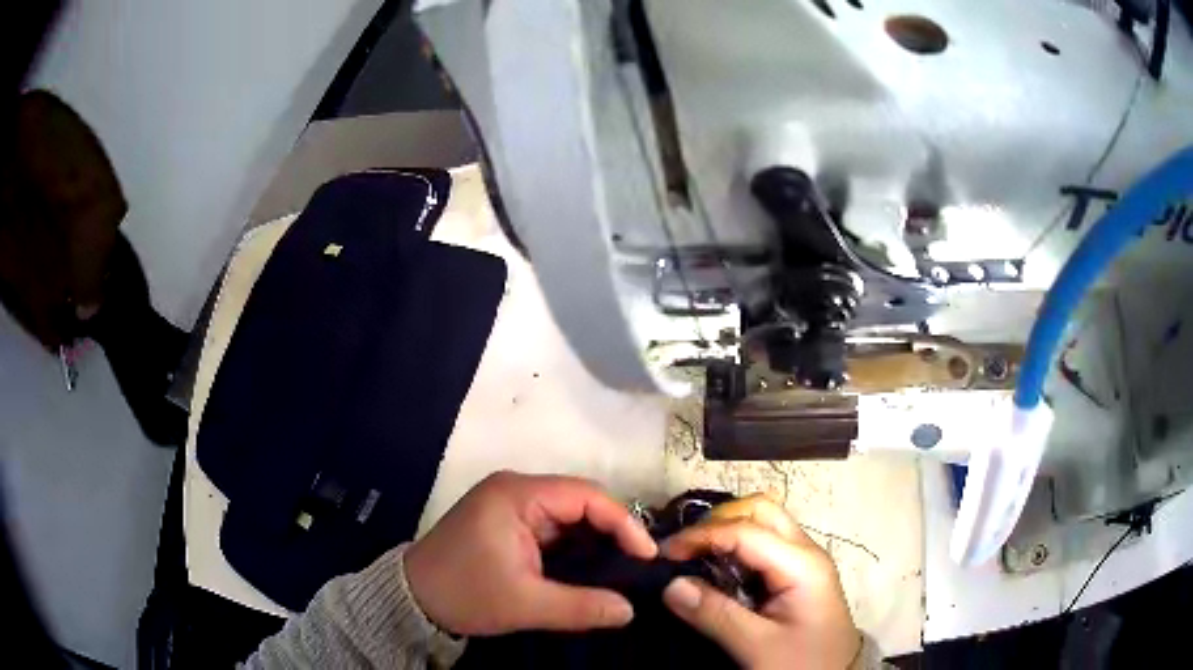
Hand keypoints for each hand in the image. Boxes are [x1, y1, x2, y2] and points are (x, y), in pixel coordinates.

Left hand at [404, 471, 656, 635]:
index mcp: (516, 495)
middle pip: (580, 502)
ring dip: (594, 541)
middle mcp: (515, 489)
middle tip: (637, 566)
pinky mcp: (507, 522)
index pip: (586, 495)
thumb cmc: (464, 594)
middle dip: (612, 533)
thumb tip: (630, 610)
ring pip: (568, 516)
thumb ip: (581, 606)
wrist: (413, 599)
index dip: (623, 523)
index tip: (647, 556)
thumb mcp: (524, 604)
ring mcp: (510, 505)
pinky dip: (575, 547)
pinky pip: (553, 528)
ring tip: (621, 570)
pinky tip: (591, 569)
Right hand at [661, 494, 860, 669]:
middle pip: (760, 510)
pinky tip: (717, 568)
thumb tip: (671, 585)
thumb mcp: (757, 646)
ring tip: (694, 555)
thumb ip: (715, 614)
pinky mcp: (798, 574)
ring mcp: (804, 560)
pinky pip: (765, 545)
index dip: (700, 536)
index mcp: (801, 564)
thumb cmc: (801, 662)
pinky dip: (736, 547)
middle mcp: (806, 551)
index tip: (663, 555)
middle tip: (683, 549)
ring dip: (727, 530)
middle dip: (717, 521)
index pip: (744, 531)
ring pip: (764, 523)